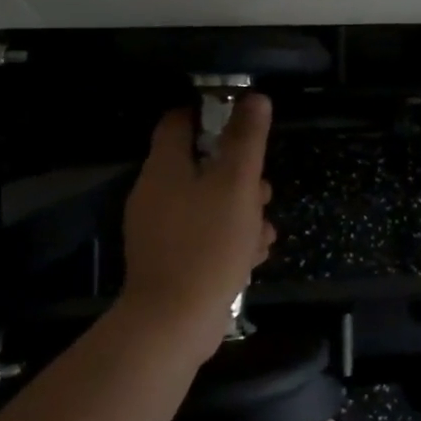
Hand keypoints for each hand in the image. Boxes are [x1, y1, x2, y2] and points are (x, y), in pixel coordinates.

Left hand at [122, 93, 276, 352]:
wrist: (174, 322)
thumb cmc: (208, 243)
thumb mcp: (236, 184)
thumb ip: (246, 139)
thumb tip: (254, 97)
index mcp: (165, 169)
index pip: (179, 122)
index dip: (210, 114)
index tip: (243, 122)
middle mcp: (156, 194)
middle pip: (200, 165)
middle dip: (238, 174)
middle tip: (262, 188)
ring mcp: (160, 230)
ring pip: (208, 203)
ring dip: (241, 210)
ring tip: (265, 229)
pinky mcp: (171, 260)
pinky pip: (204, 235)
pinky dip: (229, 239)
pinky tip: (254, 255)